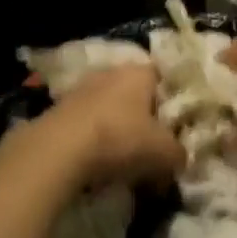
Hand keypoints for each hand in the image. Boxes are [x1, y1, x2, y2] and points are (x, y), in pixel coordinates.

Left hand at [36, 64, 184, 187]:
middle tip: (153, 146)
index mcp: (138, 72)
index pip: (162, 78)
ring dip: (116, 130)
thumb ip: (179, 153)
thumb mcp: (165, 152)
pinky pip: (86, 126)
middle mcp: (109, 73)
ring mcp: (80, 90)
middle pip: (134, 94)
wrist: (58, 151)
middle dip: (143, 118)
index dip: (171, 101)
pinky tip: (98, 164)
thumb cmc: (121, 139)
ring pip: (108, 110)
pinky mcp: (57, 111)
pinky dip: (94, 142)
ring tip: (125, 161)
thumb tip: (179, 158)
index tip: (176, 126)